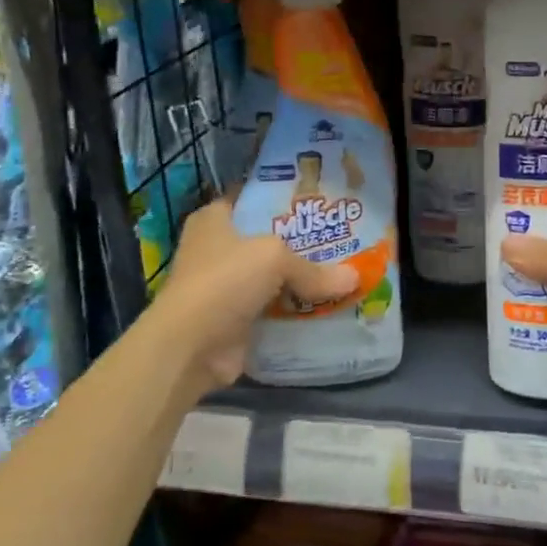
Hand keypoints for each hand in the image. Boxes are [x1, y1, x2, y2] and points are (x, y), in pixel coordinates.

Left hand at [146, 199, 356, 389]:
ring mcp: (223, 287)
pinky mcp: (234, 321)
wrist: (191, 346)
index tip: (316, 201)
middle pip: (265, 240)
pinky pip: (273, 311)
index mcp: (213, 220)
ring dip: (298, 281)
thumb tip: (355, 278)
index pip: (250, 199)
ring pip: (271, 278)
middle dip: (298, 242)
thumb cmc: (225, 280)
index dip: (281, 199)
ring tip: (341, 271)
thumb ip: (314, 268)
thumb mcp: (275, 258)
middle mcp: (215, 249)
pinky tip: (327, 307)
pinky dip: (294, 313)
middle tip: (339, 237)